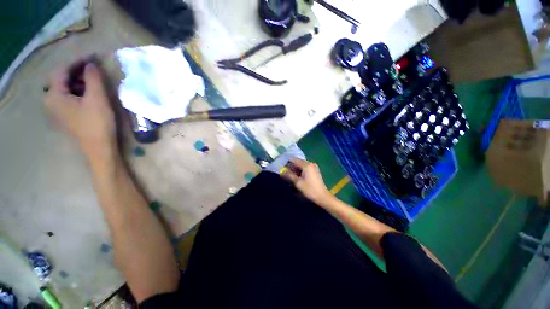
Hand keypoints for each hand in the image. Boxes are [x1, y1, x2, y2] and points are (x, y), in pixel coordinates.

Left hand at [44, 61, 116, 159]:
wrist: (99, 147)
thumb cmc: (97, 123)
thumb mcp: (97, 98)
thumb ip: (93, 78)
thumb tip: (91, 63)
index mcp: (54, 95)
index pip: (62, 71)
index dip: (77, 61)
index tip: (93, 56)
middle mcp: (50, 100)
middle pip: (61, 78)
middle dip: (77, 70)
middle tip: (94, 66)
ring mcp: (57, 109)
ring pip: (65, 87)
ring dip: (79, 80)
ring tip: (94, 78)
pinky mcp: (65, 115)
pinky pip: (68, 96)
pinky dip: (78, 89)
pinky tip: (89, 91)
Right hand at [282, 159, 332, 205]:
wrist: (322, 197)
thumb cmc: (310, 190)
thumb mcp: (298, 183)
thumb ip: (289, 175)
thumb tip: (281, 171)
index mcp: (306, 165)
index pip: (294, 160)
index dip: (287, 164)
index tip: (282, 169)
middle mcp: (310, 163)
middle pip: (297, 162)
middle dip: (291, 167)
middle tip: (285, 173)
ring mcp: (313, 167)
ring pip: (301, 165)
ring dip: (295, 169)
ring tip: (290, 176)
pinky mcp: (315, 171)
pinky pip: (305, 168)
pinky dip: (300, 171)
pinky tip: (297, 177)